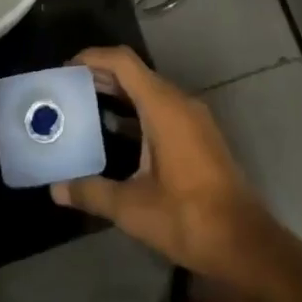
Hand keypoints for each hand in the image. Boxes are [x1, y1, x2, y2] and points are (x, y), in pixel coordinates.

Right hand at [50, 46, 279, 285]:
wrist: (245, 244)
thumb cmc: (188, 218)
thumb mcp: (132, 208)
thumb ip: (92, 192)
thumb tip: (56, 189)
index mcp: (164, 107)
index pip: (124, 62)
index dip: (93, 57)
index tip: (66, 68)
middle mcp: (180, 103)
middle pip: (136, 73)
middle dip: (101, 75)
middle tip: (68, 88)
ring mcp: (193, 119)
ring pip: (150, 92)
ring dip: (119, 94)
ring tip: (85, 107)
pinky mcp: (199, 136)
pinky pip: (162, 109)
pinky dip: (136, 112)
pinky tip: (115, 133)